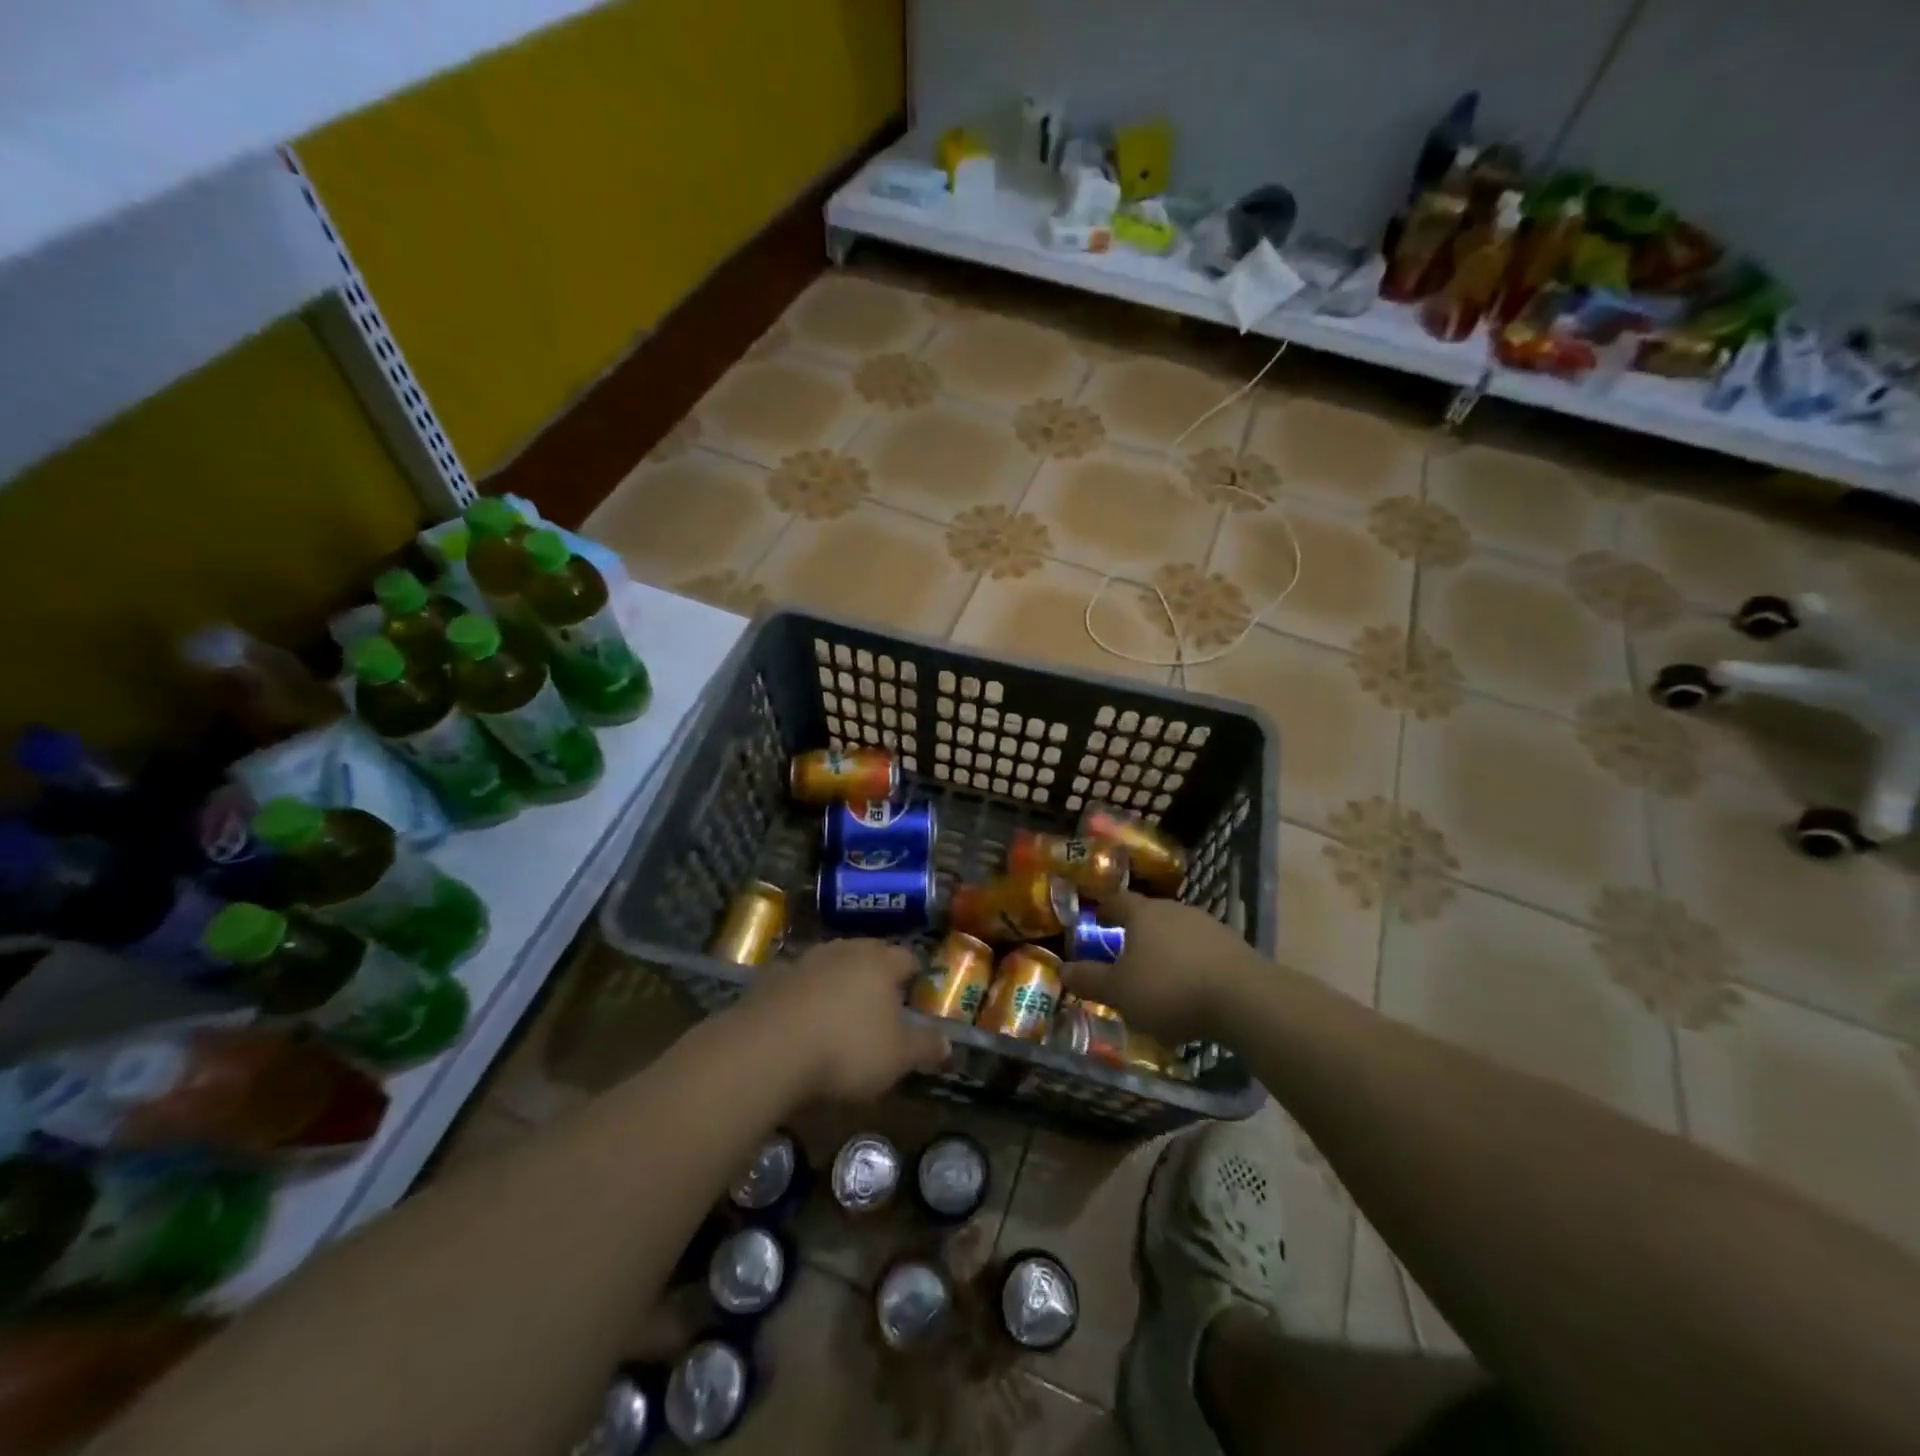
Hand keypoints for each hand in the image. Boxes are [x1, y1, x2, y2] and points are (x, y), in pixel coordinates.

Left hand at [740, 939, 949, 1102]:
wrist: (768, 1049)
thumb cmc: (846, 1049)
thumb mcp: (897, 1057)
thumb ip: (924, 1046)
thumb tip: (948, 1043)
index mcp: (880, 963)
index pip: (906, 957)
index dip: (914, 974)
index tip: (915, 991)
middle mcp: (843, 951)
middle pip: (867, 953)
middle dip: (874, 972)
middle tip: (880, 998)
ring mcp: (804, 961)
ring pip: (830, 963)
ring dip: (836, 980)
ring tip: (839, 1008)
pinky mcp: (770, 979)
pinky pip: (796, 982)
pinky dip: (802, 995)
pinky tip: (800, 1019)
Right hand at [1061, 892, 1255, 1044]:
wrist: (1244, 1000)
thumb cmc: (1169, 989)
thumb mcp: (1119, 992)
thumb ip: (1090, 980)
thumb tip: (1064, 969)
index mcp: (1143, 913)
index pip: (1117, 900)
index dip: (1104, 909)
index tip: (1095, 921)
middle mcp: (1174, 910)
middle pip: (1148, 915)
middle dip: (1135, 932)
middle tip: (1123, 955)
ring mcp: (1208, 925)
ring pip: (1176, 932)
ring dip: (1165, 949)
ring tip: (1158, 976)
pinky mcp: (1234, 947)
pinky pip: (1201, 950)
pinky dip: (1190, 964)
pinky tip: (1190, 988)